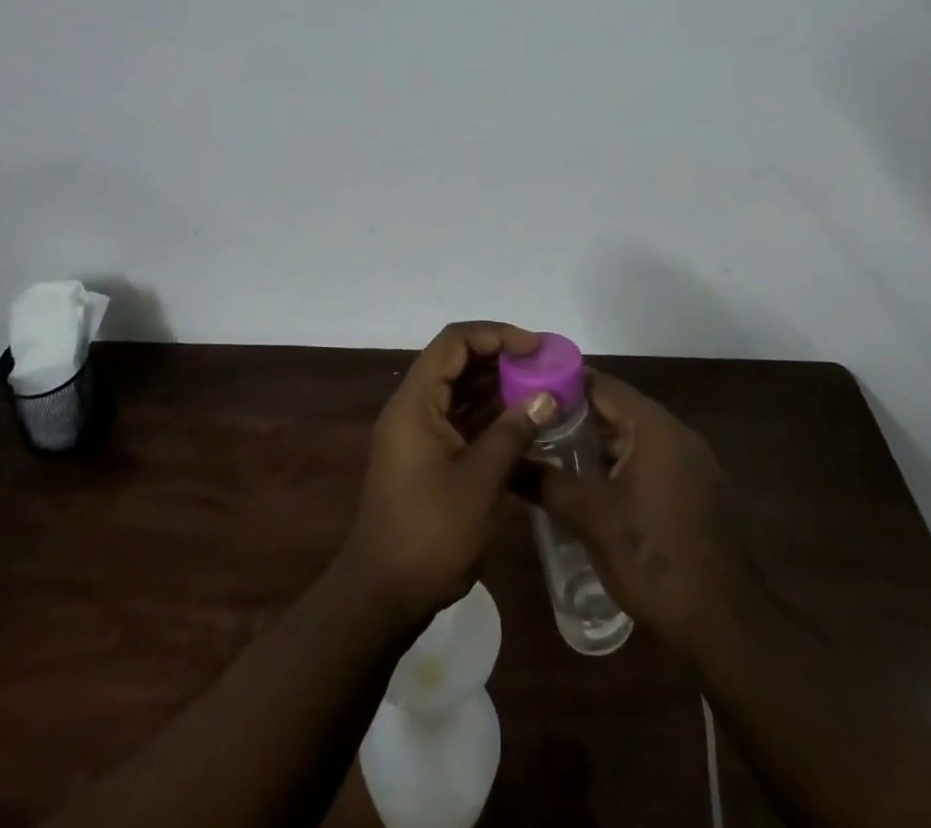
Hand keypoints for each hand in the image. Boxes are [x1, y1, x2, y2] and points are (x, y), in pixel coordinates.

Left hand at [339, 321, 558, 628]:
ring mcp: (417, 433)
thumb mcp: (480, 481)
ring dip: (496, 387)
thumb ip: (513, 433)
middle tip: (543, 368)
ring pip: (459, 391)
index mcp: (415, 402)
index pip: (454, 342)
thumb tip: (547, 396)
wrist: (383, 594)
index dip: (495, 335)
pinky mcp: (425, 457)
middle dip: (500, 358)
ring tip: (540, 391)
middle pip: (456, 362)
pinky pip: (459, 419)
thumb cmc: (430, 532)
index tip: (534, 347)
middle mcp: (412, 408)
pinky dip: (488, 416)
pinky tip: (522, 424)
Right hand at [534, 371, 754, 656]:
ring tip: (551, 452)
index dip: (561, 383)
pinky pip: (649, 460)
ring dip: (596, 443)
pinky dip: (619, 464)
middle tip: (531, 424)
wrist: (725, 626)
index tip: (526, 391)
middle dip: (574, 416)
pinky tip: (589, 485)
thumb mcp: (590, 518)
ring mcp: (691, 463)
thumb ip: (545, 482)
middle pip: (617, 409)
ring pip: (632, 437)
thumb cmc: (654, 559)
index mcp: (654, 427)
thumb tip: (505, 461)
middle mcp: (676, 434)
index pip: (601, 384)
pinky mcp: (696, 491)